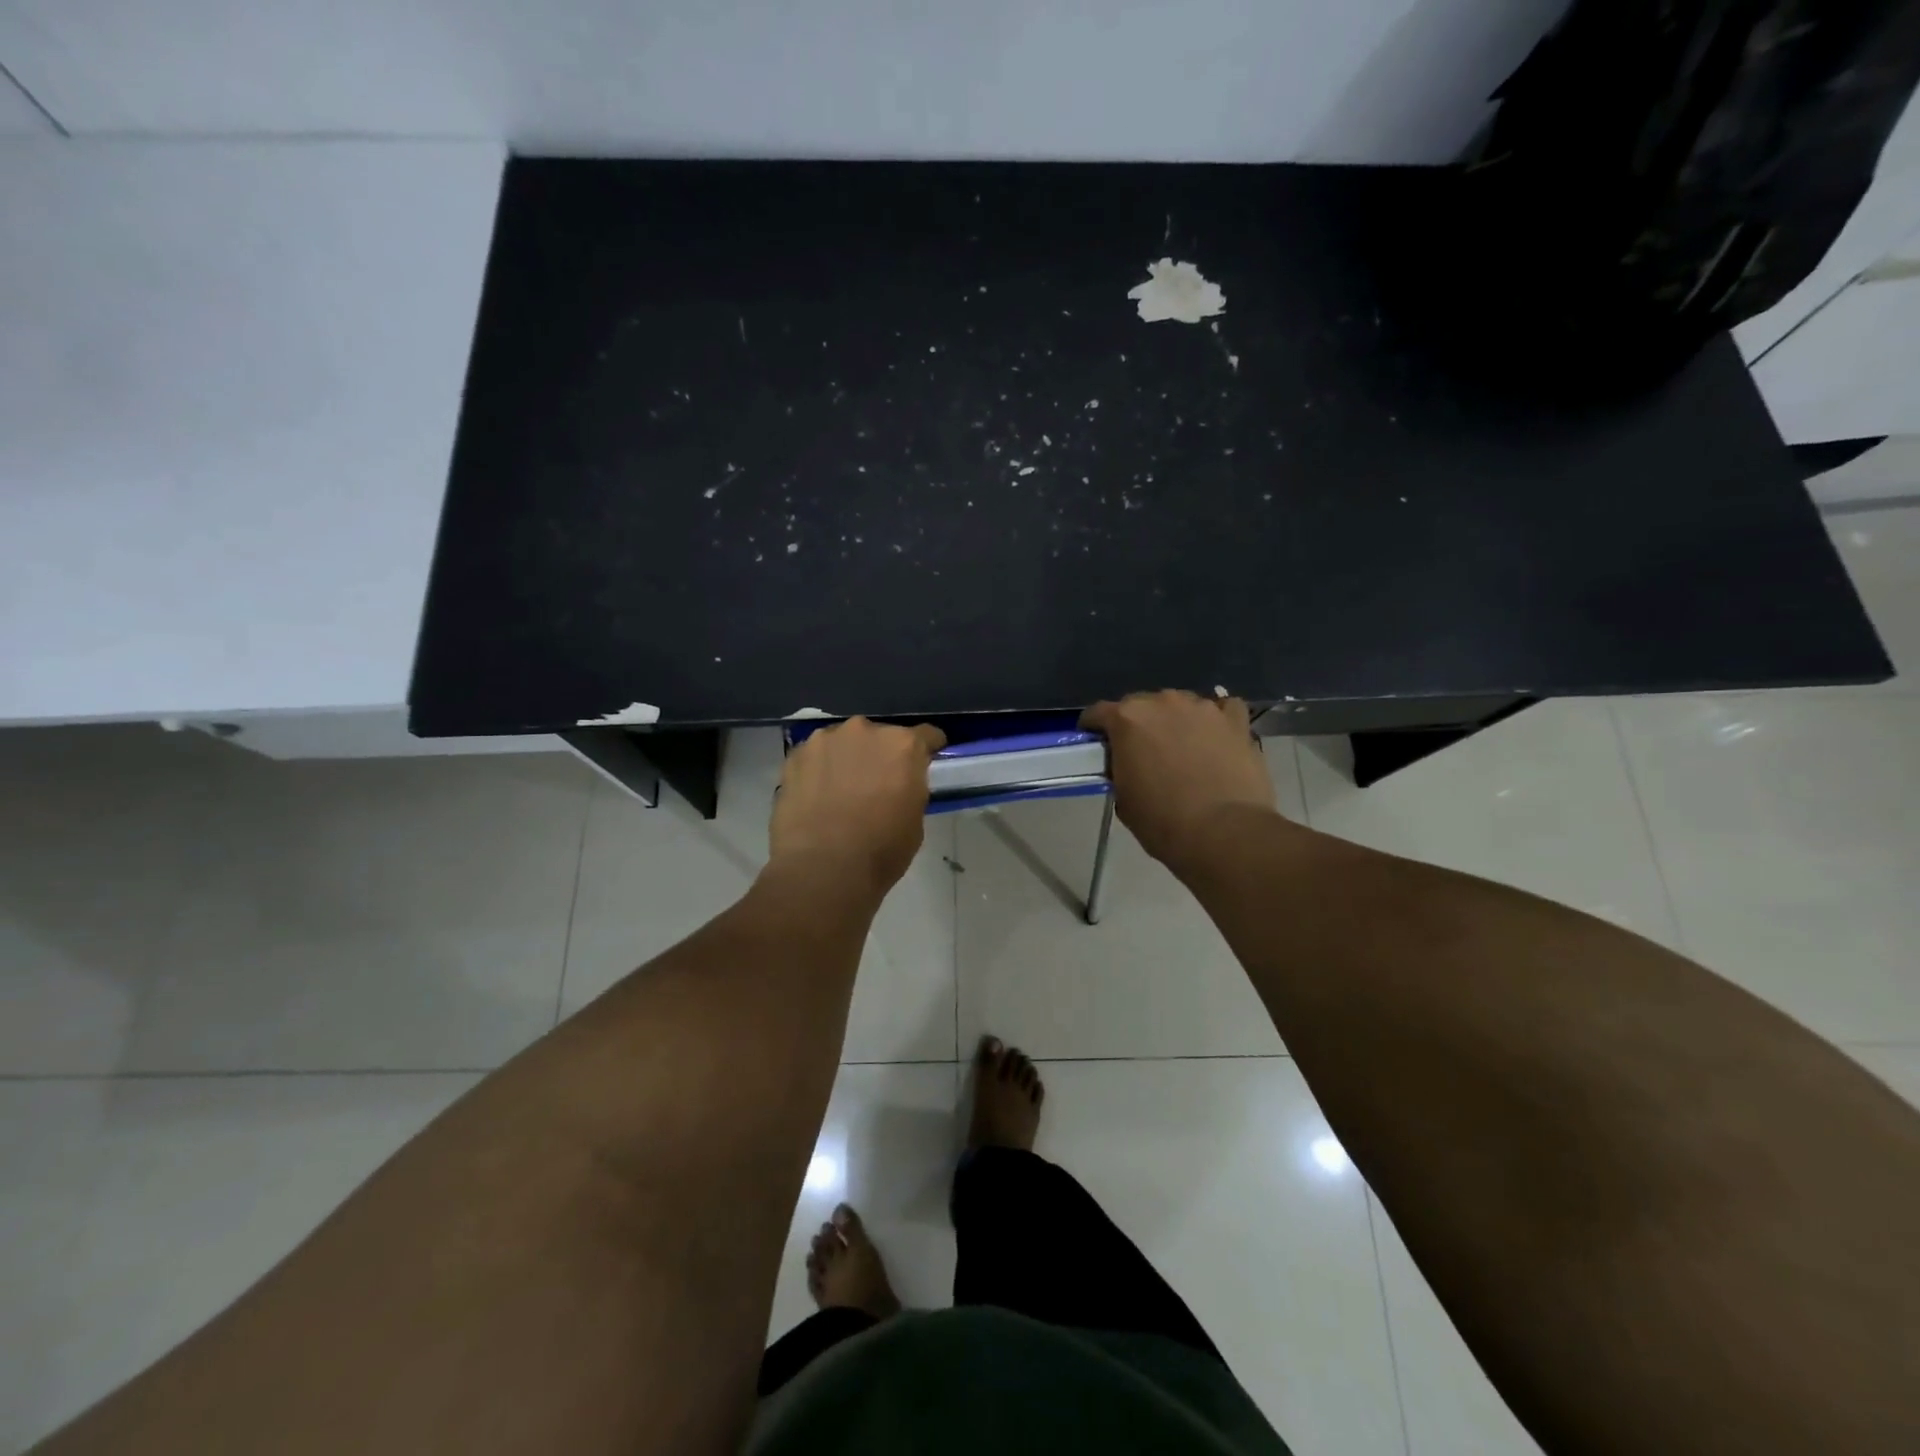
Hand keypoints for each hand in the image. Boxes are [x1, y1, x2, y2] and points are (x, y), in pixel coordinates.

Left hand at [769, 717, 946, 896]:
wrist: (822, 868)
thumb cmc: (880, 850)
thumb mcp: (914, 820)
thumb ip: (910, 789)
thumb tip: (899, 785)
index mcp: (902, 746)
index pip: (926, 736)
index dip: (928, 749)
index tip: (926, 761)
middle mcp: (865, 731)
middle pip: (880, 736)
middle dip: (882, 755)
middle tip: (877, 784)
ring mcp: (825, 740)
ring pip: (844, 743)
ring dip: (848, 759)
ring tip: (841, 790)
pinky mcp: (795, 756)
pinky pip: (816, 757)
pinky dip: (819, 770)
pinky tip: (816, 796)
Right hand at [1081, 691, 1276, 867]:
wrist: (1223, 833)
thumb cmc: (1162, 821)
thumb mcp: (1123, 798)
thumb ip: (1120, 770)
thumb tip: (1129, 766)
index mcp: (1127, 720)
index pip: (1098, 712)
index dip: (1094, 728)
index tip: (1097, 743)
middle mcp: (1163, 702)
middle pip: (1142, 704)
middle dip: (1138, 724)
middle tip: (1142, 751)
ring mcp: (1203, 708)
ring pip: (1182, 705)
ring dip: (1176, 721)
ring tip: (1183, 747)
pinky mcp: (1236, 721)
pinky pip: (1223, 710)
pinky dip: (1217, 720)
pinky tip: (1217, 737)